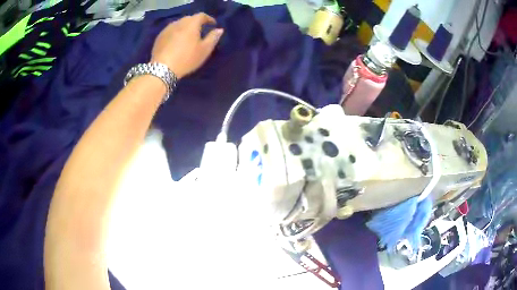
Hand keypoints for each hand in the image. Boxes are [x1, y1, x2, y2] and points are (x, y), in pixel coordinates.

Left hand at [151, 13, 223, 78]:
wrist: (162, 69)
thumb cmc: (186, 59)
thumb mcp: (204, 50)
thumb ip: (213, 37)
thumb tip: (219, 30)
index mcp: (191, 23)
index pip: (202, 15)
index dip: (208, 19)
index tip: (213, 24)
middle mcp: (179, 22)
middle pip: (189, 19)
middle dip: (196, 22)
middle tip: (200, 30)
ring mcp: (167, 29)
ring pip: (179, 24)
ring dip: (185, 28)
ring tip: (188, 36)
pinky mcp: (159, 37)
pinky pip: (171, 31)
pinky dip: (176, 33)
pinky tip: (176, 42)